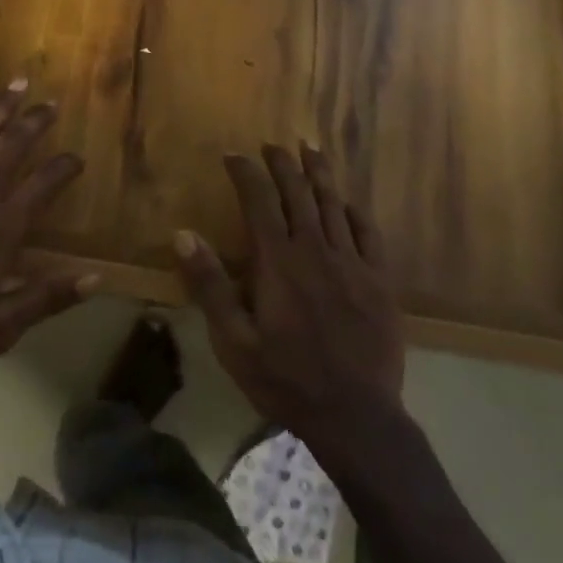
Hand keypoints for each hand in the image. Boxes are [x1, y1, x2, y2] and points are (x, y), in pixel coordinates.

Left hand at [0, 70, 95, 381]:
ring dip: (0, 106)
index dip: (65, 167)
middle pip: (14, 147)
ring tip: (18, 83)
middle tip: (52, 104)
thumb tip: (96, 278)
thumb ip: (46, 298)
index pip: (45, 184)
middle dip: (36, 122)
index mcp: (2, 226)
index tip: (76, 158)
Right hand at [176, 144, 405, 448]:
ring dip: (319, 173)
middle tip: (272, 145)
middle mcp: (316, 250)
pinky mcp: (380, 281)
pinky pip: (369, 233)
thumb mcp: (234, 342)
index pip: (259, 200)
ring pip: (333, 204)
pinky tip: (348, 201)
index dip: (245, 173)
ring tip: (309, 149)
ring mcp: (352, 263)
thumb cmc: (287, 380)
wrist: (357, 418)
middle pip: (298, 193)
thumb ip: (210, 286)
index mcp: (279, 261)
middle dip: (282, 163)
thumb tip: (183, 234)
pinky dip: (356, 211)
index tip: (233, 155)